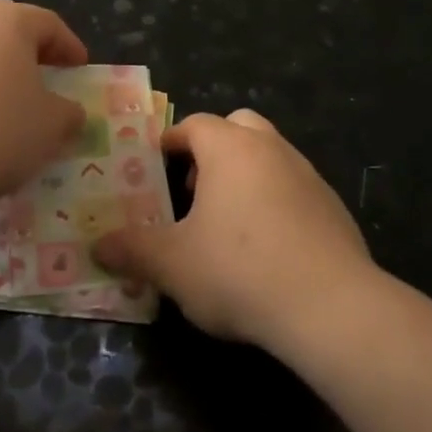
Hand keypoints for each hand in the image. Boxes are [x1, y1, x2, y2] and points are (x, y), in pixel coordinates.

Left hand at [0, 0, 87, 206]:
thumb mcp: (51, 126)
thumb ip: (68, 113)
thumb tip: (69, 111)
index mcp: (7, 20)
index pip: (48, 24)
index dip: (69, 46)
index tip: (80, 68)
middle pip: (6, 30)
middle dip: (28, 53)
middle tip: (46, 77)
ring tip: (5, 105)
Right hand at [94, 109, 374, 348]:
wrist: (330, 306)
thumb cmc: (238, 271)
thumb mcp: (172, 265)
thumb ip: (133, 250)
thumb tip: (98, 246)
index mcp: (230, 149)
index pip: (195, 124)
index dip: (172, 140)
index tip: (155, 162)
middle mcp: (271, 149)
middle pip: (239, 126)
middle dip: (213, 148)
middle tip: (194, 186)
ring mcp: (308, 175)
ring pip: (270, 155)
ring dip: (246, 174)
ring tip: (227, 221)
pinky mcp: (333, 207)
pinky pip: (295, 187)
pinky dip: (276, 201)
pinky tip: (268, 246)